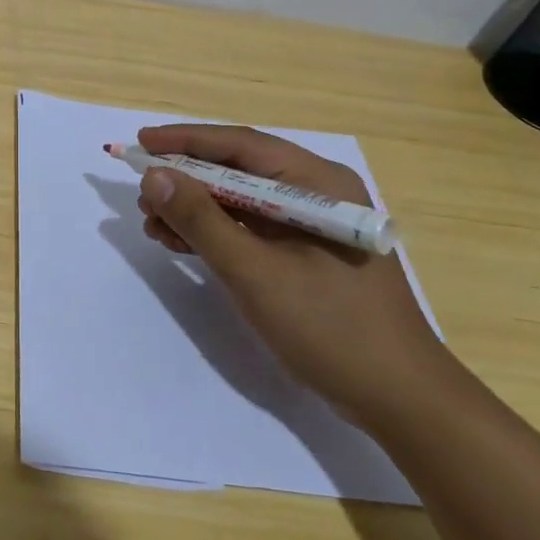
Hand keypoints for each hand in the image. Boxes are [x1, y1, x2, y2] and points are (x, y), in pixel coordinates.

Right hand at [135, 123, 447, 429]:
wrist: (399, 399)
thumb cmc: (330, 327)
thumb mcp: (254, 271)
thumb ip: (201, 220)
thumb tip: (154, 176)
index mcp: (316, 183)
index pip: (239, 145)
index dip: (185, 141)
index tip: (140, 142)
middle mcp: (316, 193)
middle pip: (237, 171)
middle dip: (185, 180)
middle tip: (141, 194)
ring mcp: (311, 226)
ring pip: (240, 201)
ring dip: (194, 209)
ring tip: (151, 223)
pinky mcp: (306, 255)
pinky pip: (250, 229)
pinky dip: (214, 233)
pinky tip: (180, 243)